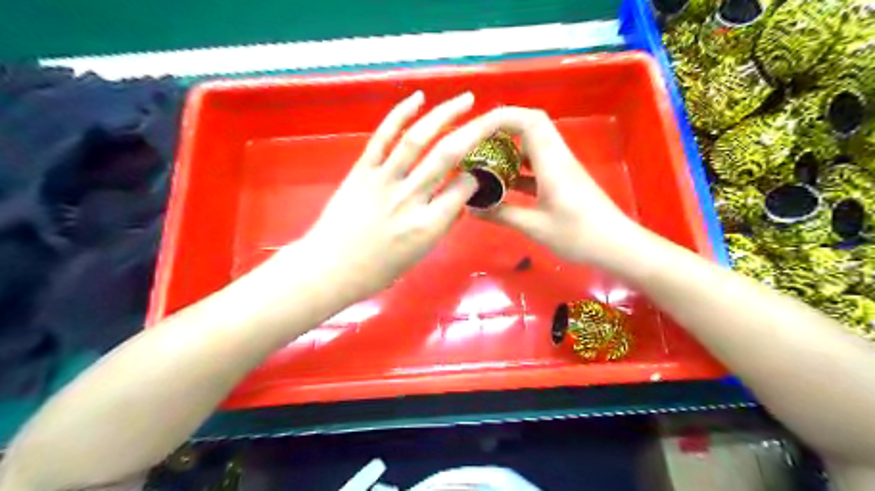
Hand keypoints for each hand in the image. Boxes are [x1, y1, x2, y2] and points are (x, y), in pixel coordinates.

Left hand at [280, 89, 498, 300]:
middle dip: (475, 132)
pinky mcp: (362, 170)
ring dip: (444, 114)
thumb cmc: (377, 270)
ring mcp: (384, 180)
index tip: (476, 173)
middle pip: (448, 157)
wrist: (330, 268)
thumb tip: (458, 202)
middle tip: (492, 118)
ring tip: (465, 100)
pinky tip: (417, 98)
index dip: (475, 177)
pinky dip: (400, 114)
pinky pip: (383, 137)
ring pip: (418, 140)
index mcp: (428, 225)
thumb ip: (442, 226)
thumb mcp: (419, 255)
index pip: (463, 189)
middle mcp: (410, 198)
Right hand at [468, 107, 640, 267]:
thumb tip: (472, 208)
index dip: (501, 117)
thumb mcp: (534, 227)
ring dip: (509, 150)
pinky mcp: (563, 181)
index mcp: (552, 161)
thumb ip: (501, 214)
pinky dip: (518, 168)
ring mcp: (562, 168)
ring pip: (533, 145)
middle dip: (501, 130)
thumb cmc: (578, 235)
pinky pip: (537, 165)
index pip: (528, 120)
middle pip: (530, 126)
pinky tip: (502, 184)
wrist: (616, 246)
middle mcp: (557, 157)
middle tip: (476, 144)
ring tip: (484, 162)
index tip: (476, 129)